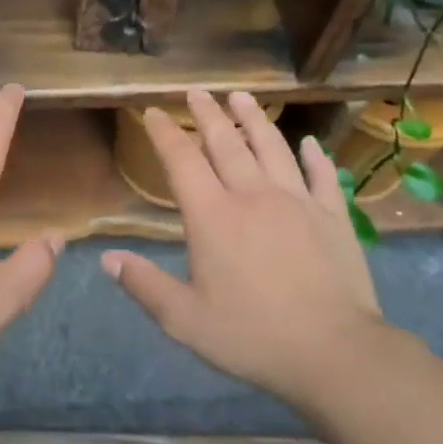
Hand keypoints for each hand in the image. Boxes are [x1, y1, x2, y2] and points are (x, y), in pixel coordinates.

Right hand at [102, 90, 390, 409]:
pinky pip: (322, 175)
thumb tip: (107, 258)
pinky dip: (314, 156)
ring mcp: (297, 201)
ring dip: (254, 120)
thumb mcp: (185, 320)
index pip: (182, 162)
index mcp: (213, 216)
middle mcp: (253, 196)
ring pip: (272, 148)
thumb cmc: (252, 336)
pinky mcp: (333, 216)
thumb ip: (144, 285)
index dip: (165, 134)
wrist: (335, 352)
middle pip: (226, 144)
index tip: (154, 112)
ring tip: (242, 98)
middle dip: (208, 114)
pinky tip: (309, 143)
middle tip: (197, 91)